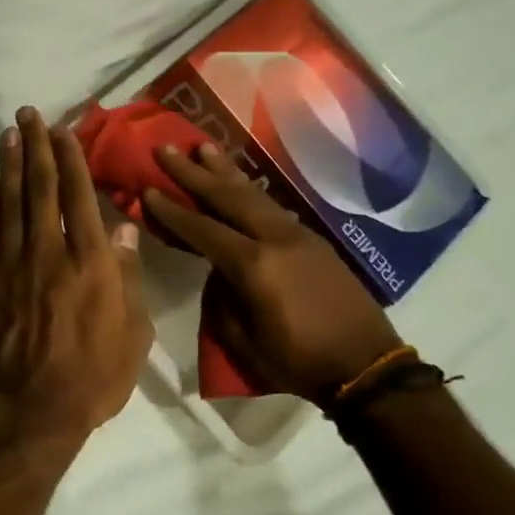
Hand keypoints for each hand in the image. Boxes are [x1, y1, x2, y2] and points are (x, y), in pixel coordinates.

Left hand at [0, 108, 153, 448]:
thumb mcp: (133, 335)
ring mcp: (11, 265)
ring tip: (9, 134)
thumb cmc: (93, 378)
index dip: (71, 159)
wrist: (29, 412)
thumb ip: (128, 277)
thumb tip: (125, 229)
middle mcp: (48, 252)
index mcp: (90, 262)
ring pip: (10, 203)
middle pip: (41, 188)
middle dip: (36, 147)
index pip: (79, 196)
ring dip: (10, 165)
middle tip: (28, 114)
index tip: (64, 130)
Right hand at [143, 144, 402, 405]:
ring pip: (255, 195)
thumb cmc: (297, 361)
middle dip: (193, 172)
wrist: (366, 368)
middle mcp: (276, 239)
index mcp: (254, 265)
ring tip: (204, 147)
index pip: (203, 229)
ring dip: (226, 171)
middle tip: (166, 148)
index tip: (148, 188)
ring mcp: (300, 235)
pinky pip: (274, 208)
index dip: (172, 210)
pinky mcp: (316, 241)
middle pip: (228, 197)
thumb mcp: (242, 340)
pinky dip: (251, 192)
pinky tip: (241, 185)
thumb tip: (218, 271)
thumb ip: (221, 298)